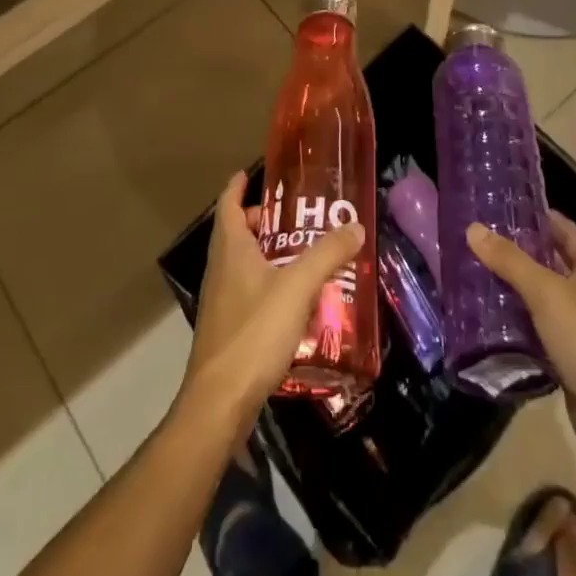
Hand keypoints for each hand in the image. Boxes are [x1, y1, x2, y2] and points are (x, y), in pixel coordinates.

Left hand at [181, 172, 364, 440]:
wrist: (219, 402)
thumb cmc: (254, 331)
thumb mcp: (297, 286)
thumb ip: (327, 254)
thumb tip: (356, 226)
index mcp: (231, 248)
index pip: (229, 204)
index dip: (238, 186)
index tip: (250, 173)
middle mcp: (220, 269)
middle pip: (237, 233)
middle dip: (262, 222)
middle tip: (295, 218)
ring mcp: (221, 301)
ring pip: (242, 264)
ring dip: (267, 254)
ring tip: (302, 255)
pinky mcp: (227, 330)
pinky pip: (248, 292)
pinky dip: (268, 284)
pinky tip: (294, 300)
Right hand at [466, 211, 575, 481]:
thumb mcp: (547, 293)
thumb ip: (510, 261)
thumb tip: (473, 228)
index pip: (559, 226)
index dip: (530, 215)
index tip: (492, 207)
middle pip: (548, 261)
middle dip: (514, 253)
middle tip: (473, 241)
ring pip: (540, 298)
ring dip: (511, 289)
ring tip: (470, 274)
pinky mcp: (569, 357)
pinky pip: (538, 330)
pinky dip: (516, 324)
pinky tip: (485, 320)